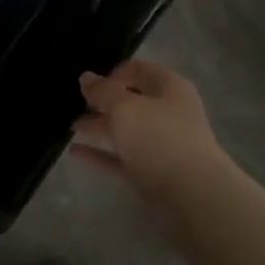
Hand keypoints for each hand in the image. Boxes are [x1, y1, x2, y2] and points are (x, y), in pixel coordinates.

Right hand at [72, 58, 230, 198]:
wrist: (193, 194)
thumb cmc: (159, 138)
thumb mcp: (125, 107)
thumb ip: (103, 91)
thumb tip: (86, 77)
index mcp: (169, 88)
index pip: (139, 70)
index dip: (113, 73)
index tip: (89, 84)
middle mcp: (169, 113)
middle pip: (132, 101)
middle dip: (104, 102)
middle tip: (75, 105)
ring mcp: (163, 145)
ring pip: (127, 131)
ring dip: (100, 127)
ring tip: (71, 126)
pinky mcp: (154, 172)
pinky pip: (123, 157)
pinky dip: (101, 154)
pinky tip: (75, 151)